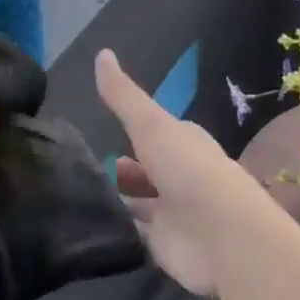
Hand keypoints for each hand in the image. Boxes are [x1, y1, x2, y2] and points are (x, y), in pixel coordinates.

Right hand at [96, 49, 272, 295]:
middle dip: (121, 166)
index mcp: (182, 141)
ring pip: (139, 201)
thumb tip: (101, 53)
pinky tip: (89, 225)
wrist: (223, 238)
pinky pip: (135, 233)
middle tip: (81, 166)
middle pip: (145, 168)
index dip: (132, 128)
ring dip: (117, 198)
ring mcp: (172, 212)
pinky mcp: (163, 246)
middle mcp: (179, 175)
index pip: (154, 131)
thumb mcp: (150, 123)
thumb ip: (123, 96)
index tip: (98, 126)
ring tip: (77, 194)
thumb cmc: (188, 169)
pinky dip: (117, 229)